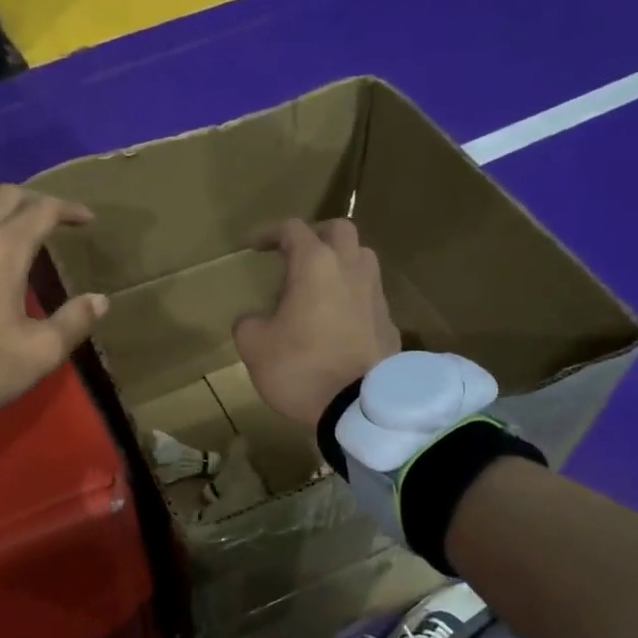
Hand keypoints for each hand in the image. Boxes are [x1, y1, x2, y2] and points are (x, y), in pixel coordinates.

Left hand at [0, 185, 107, 412]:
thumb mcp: (40, 352)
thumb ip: (74, 322)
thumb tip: (99, 300)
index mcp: (4, 249)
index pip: (43, 209)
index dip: (69, 209)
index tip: (87, 220)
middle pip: (5, 197)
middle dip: (35, 201)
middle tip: (54, 220)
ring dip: (1, 223)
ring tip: (17, 247)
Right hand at [235, 219, 400, 428]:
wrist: (357, 407)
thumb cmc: (300, 368)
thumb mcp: (254, 347)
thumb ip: (249, 323)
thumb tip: (255, 320)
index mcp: (315, 265)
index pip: (293, 230)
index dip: (270, 233)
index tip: (255, 247)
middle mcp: (351, 269)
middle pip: (340, 230)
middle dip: (316, 235)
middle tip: (297, 255)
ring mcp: (375, 294)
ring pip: (362, 260)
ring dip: (341, 263)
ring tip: (320, 286)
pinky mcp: (389, 322)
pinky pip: (369, 296)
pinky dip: (353, 297)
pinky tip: (339, 321)